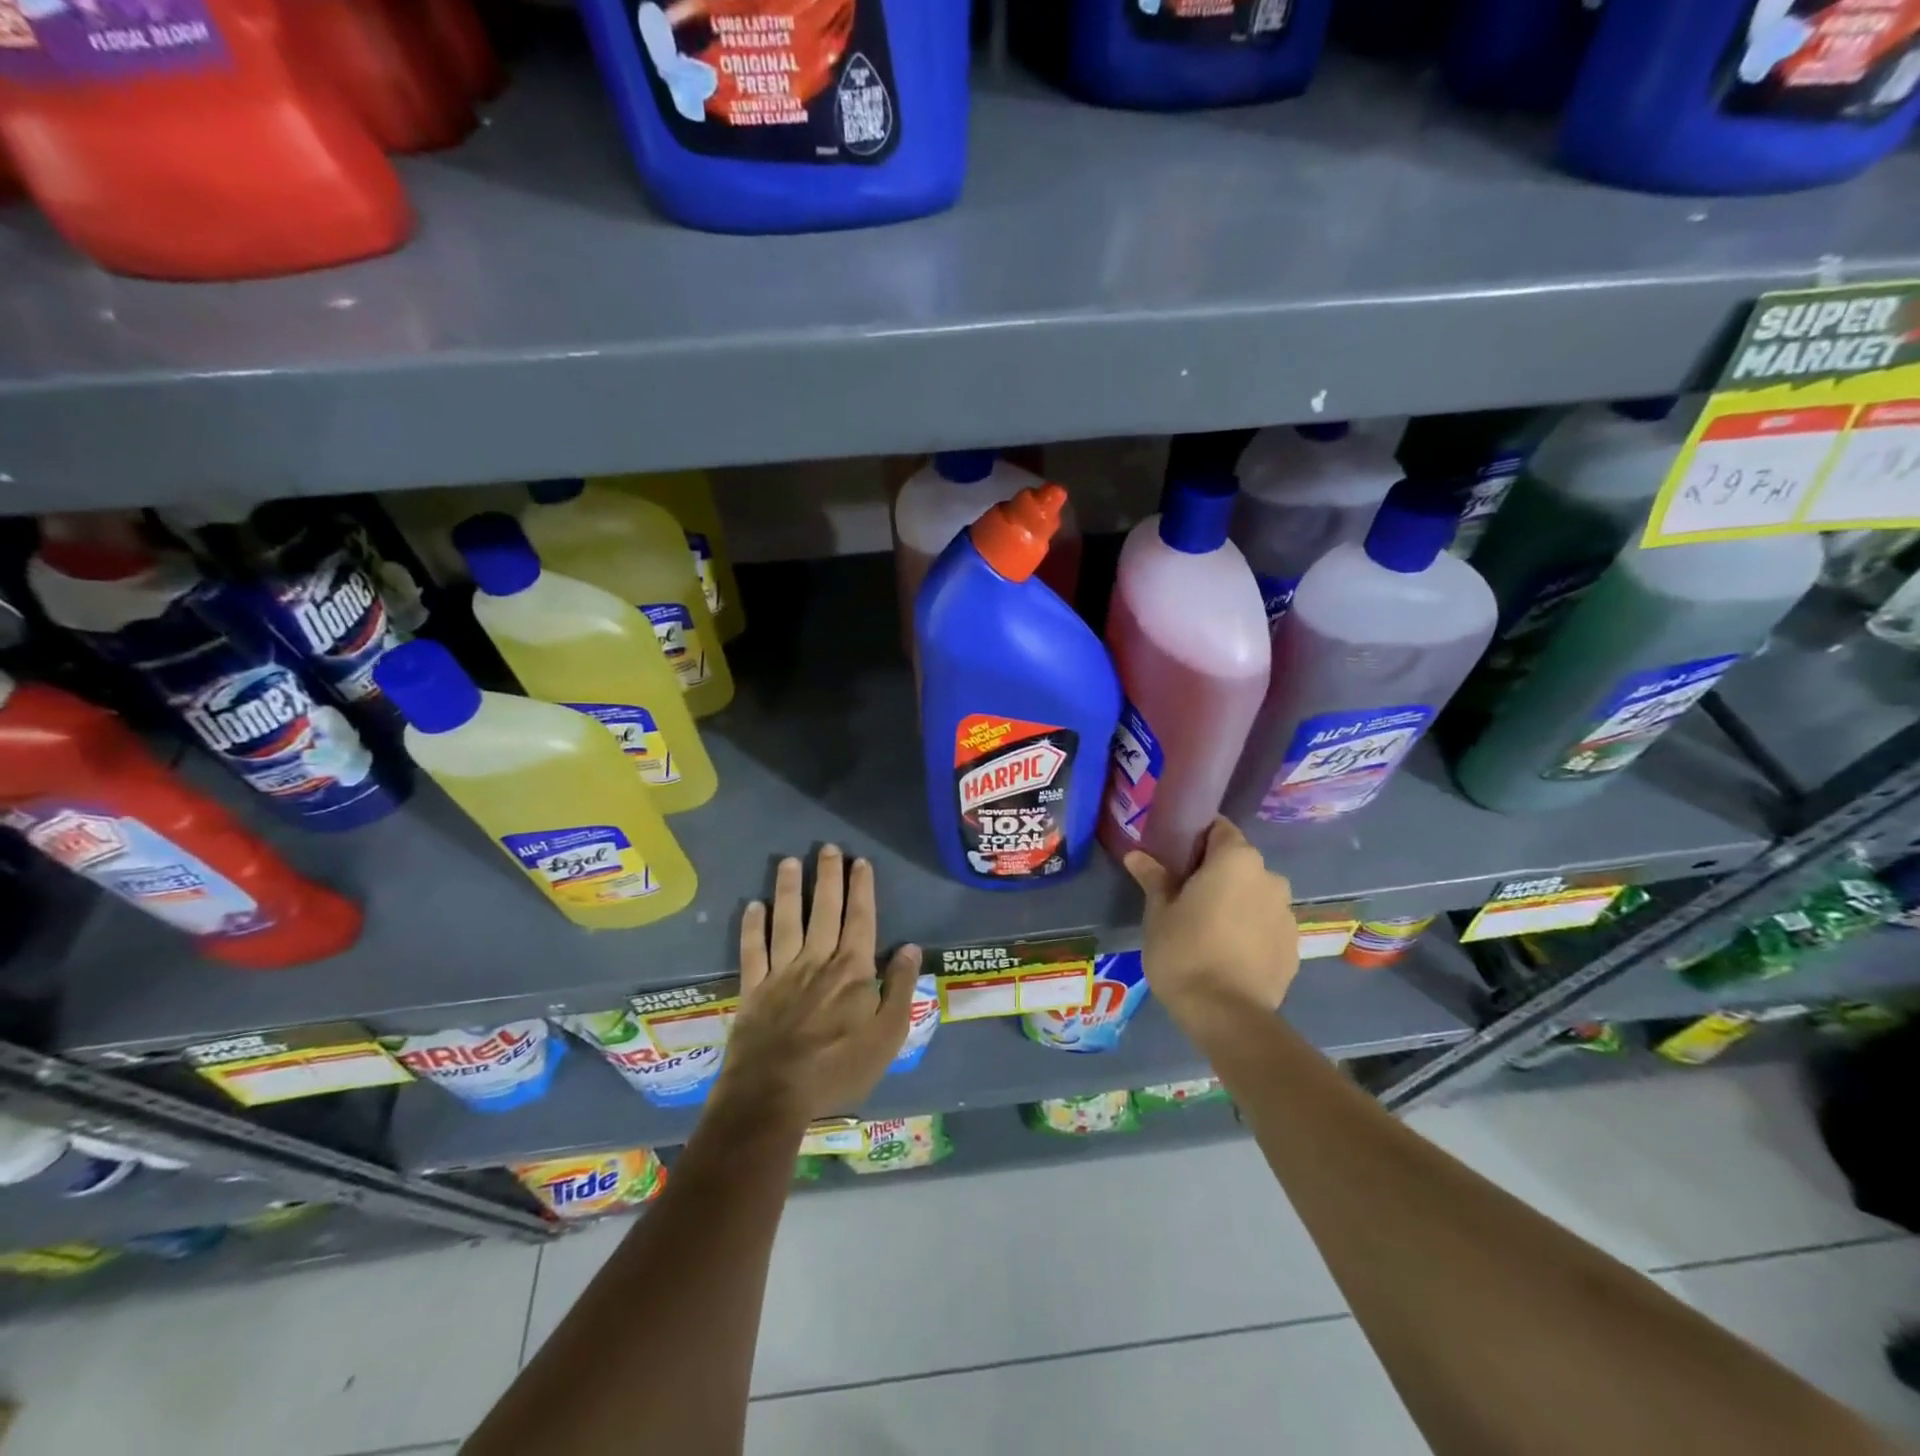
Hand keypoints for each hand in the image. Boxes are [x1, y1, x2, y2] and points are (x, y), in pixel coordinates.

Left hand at [712, 845, 920, 1129]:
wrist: (773, 1096)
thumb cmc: (838, 1069)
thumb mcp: (886, 1037)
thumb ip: (900, 989)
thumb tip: (910, 947)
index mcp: (852, 970)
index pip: (860, 918)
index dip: (861, 888)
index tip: (860, 862)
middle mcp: (817, 960)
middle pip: (824, 910)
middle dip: (827, 877)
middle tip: (827, 848)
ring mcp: (781, 973)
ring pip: (786, 921)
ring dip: (788, 890)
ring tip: (789, 862)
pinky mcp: (753, 990)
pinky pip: (752, 951)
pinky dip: (752, 927)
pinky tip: (752, 906)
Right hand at [1124, 817, 1298, 1026]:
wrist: (1228, 1016)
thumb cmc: (1185, 952)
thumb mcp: (1159, 913)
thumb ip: (1154, 878)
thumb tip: (1136, 854)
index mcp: (1236, 859)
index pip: (1218, 829)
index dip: (1196, 839)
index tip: (1176, 858)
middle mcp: (1269, 877)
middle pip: (1239, 862)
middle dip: (1216, 873)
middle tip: (1186, 896)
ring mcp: (1287, 913)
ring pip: (1255, 894)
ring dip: (1236, 902)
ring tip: (1208, 929)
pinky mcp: (1294, 946)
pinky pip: (1267, 924)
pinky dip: (1250, 929)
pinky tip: (1229, 953)